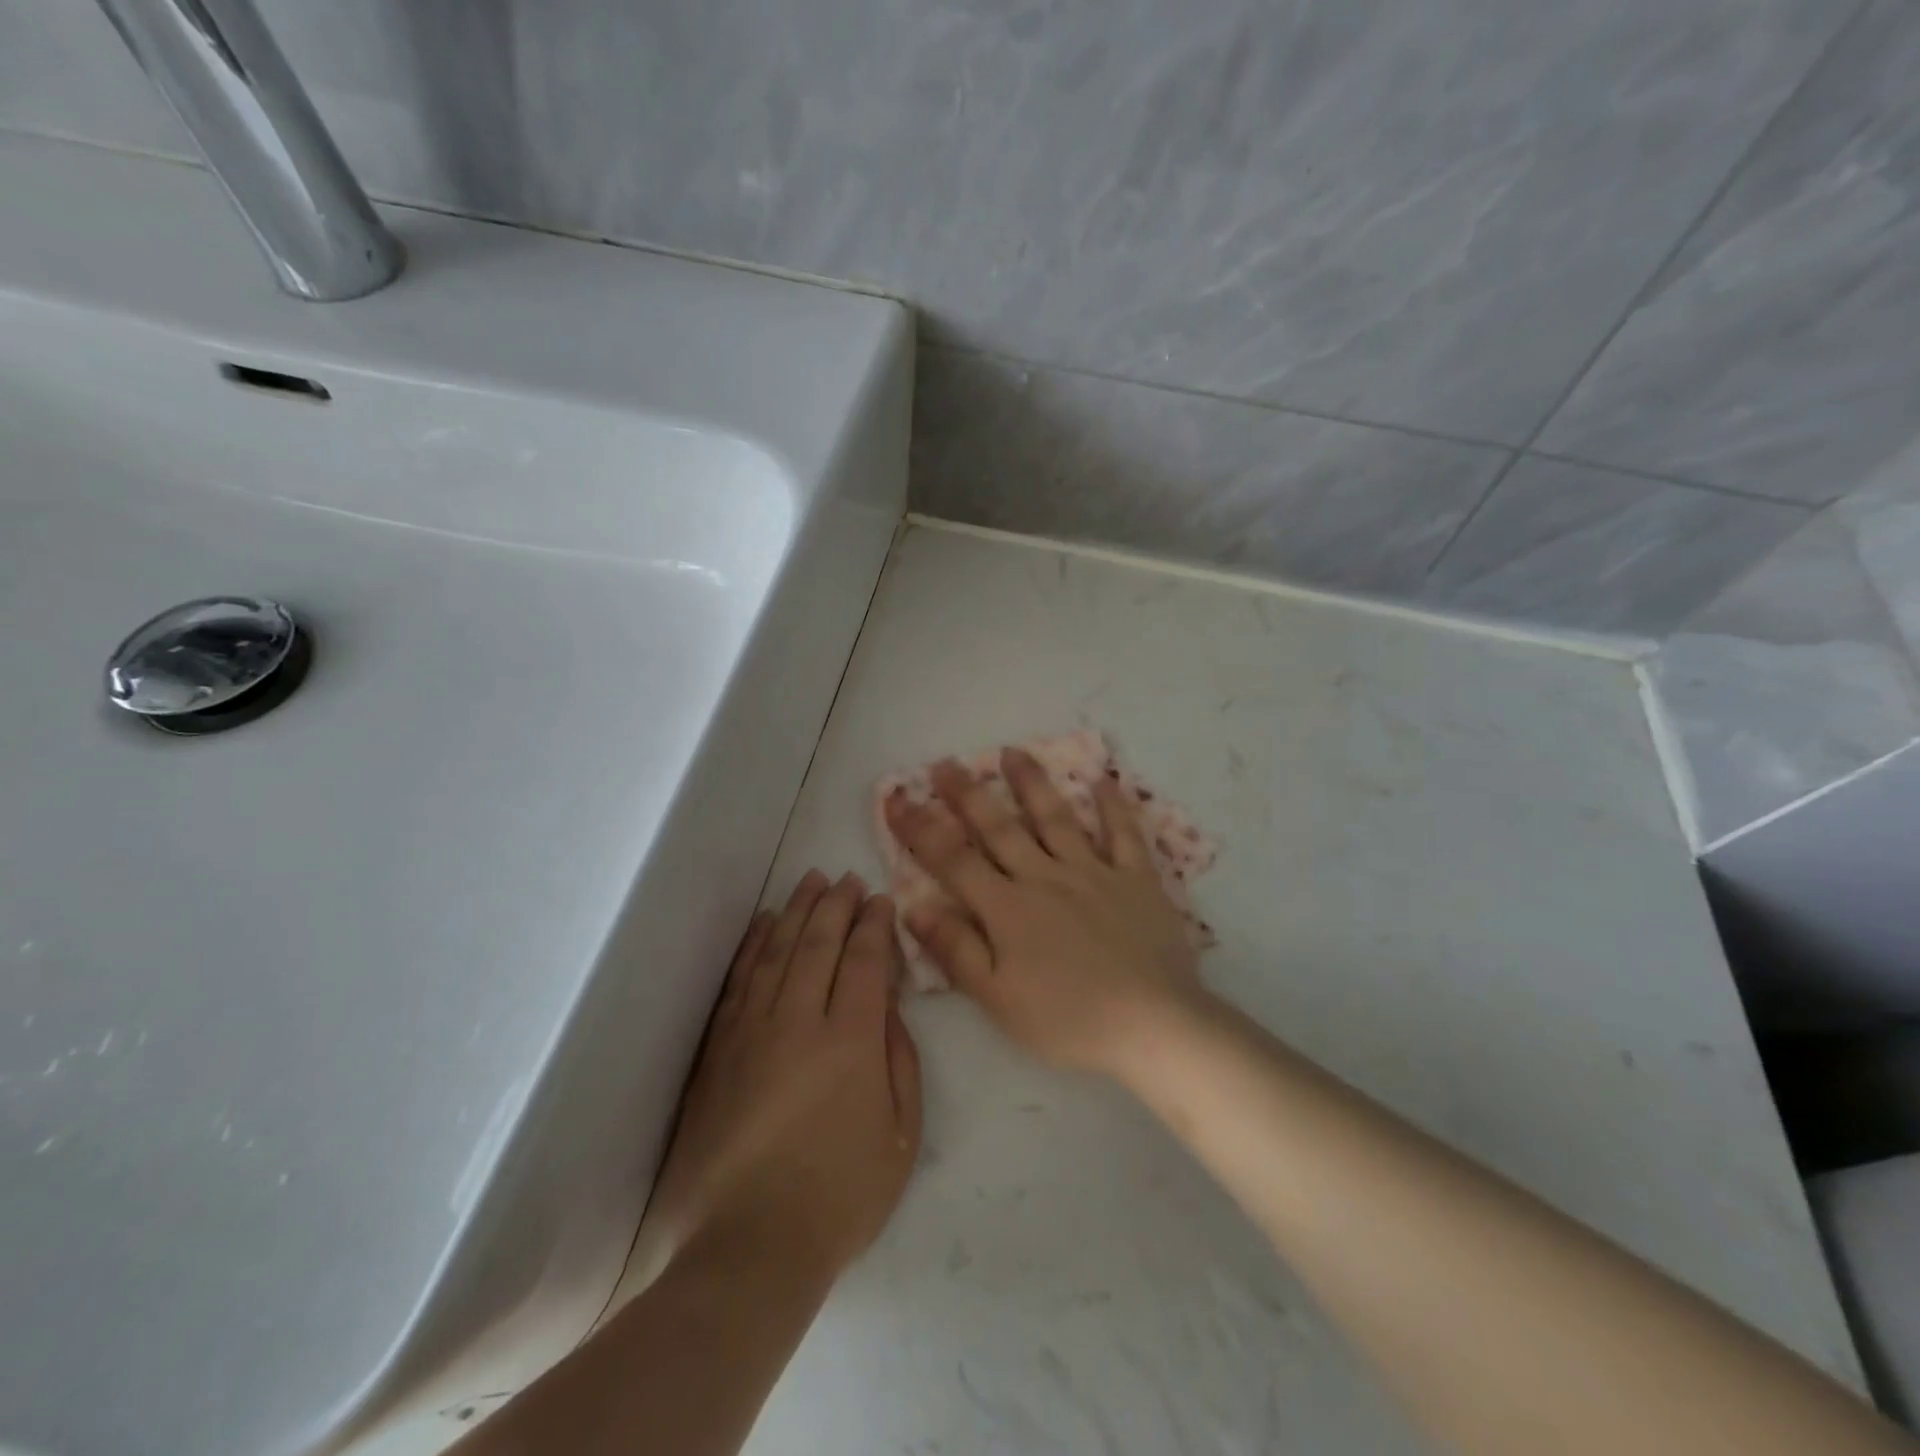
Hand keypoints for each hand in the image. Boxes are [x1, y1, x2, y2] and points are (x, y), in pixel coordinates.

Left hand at [642, 871, 922, 1280]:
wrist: (750, 1248)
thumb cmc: (840, 1197)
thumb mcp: (900, 1135)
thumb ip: (901, 1060)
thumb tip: (888, 1005)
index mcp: (851, 1040)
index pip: (864, 960)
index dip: (873, 924)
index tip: (880, 899)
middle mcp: (800, 1020)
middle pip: (819, 943)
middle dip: (837, 905)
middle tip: (848, 878)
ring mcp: (752, 1031)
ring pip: (778, 951)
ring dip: (797, 911)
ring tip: (811, 882)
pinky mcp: (719, 1049)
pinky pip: (739, 981)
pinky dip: (754, 946)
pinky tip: (764, 924)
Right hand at [885, 748, 1209, 1076]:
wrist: (1154, 1024)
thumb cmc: (1068, 1020)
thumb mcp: (998, 999)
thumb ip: (956, 950)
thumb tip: (914, 907)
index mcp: (1008, 909)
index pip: (953, 859)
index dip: (921, 828)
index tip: (897, 799)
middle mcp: (1045, 877)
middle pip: (999, 828)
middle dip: (967, 795)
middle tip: (944, 764)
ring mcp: (1094, 873)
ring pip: (1056, 818)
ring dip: (1031, 783)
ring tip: (1013, 752)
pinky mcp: (1137, 880)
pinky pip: (1124, 834)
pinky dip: (1113, 807)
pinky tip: (1103, 780)